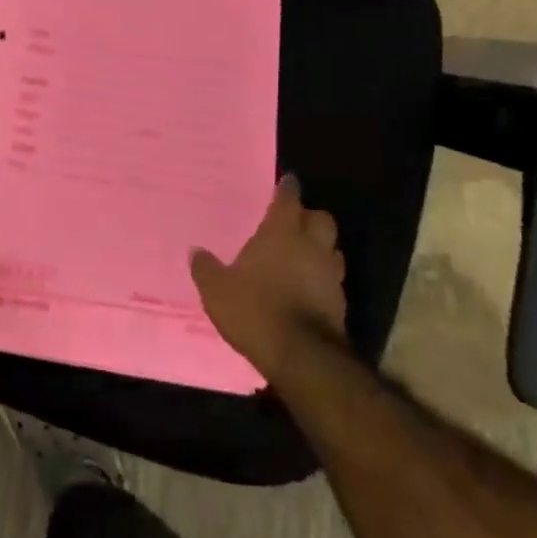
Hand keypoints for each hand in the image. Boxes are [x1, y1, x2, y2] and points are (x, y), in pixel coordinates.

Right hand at [191, 175, 346, 384]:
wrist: (301, 357)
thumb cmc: (255, 310)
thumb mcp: (217, 290)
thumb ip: (206, 268)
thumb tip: (196, 251)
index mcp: (281, 233)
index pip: (289, 199)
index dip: (287, 189)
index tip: (287, 181)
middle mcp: (311, 247)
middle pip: (321, 219)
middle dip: (310, 217)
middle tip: (294, 221)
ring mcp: (330, 275)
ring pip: (332, 249)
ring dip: (320, 248)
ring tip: (302, 255)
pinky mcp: (340, 304)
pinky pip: (332, 280)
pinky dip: (322, 279)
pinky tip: (307, 289)